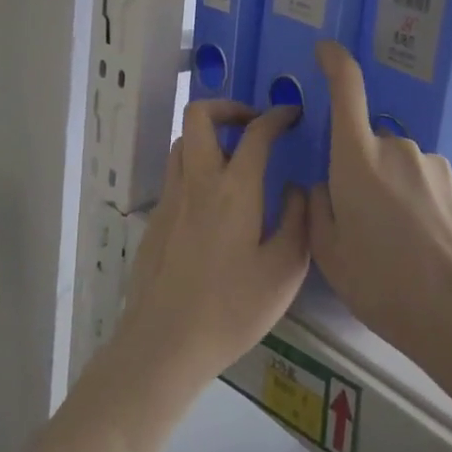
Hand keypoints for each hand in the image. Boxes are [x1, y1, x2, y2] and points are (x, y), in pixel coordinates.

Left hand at [120, 99, 310, 388]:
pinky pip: (175, 173)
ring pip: (183, 141)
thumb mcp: (284, 271)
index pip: (256, 132)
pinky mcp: (155, 220)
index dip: (277, 116)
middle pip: (199, 115)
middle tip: (253, 125)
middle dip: (229, 107)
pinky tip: (214, 201)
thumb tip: (296, 190)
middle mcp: (197, 182)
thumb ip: (296, 221)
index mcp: (234, 189)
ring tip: (234, 157)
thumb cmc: (232, 309)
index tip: (293, 115)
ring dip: (209, 135)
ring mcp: (170, 199)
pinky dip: (196, 166)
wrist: (164, 344)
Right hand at [309, 42, 451, 372]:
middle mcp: (397, 150)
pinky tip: (428, 247)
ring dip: (393, 192)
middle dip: (361, 173)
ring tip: (400, 246)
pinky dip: (420, 205)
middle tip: (363, 226)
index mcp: (358, 160)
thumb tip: (326, 185)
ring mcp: (434, 165)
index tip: (327, 50)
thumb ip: (319, 208)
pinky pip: (427, 184)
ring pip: (399, 168)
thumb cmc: (384, 284)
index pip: (346, 90)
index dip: (335, 63)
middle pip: (369, 146)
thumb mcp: (330, 254)